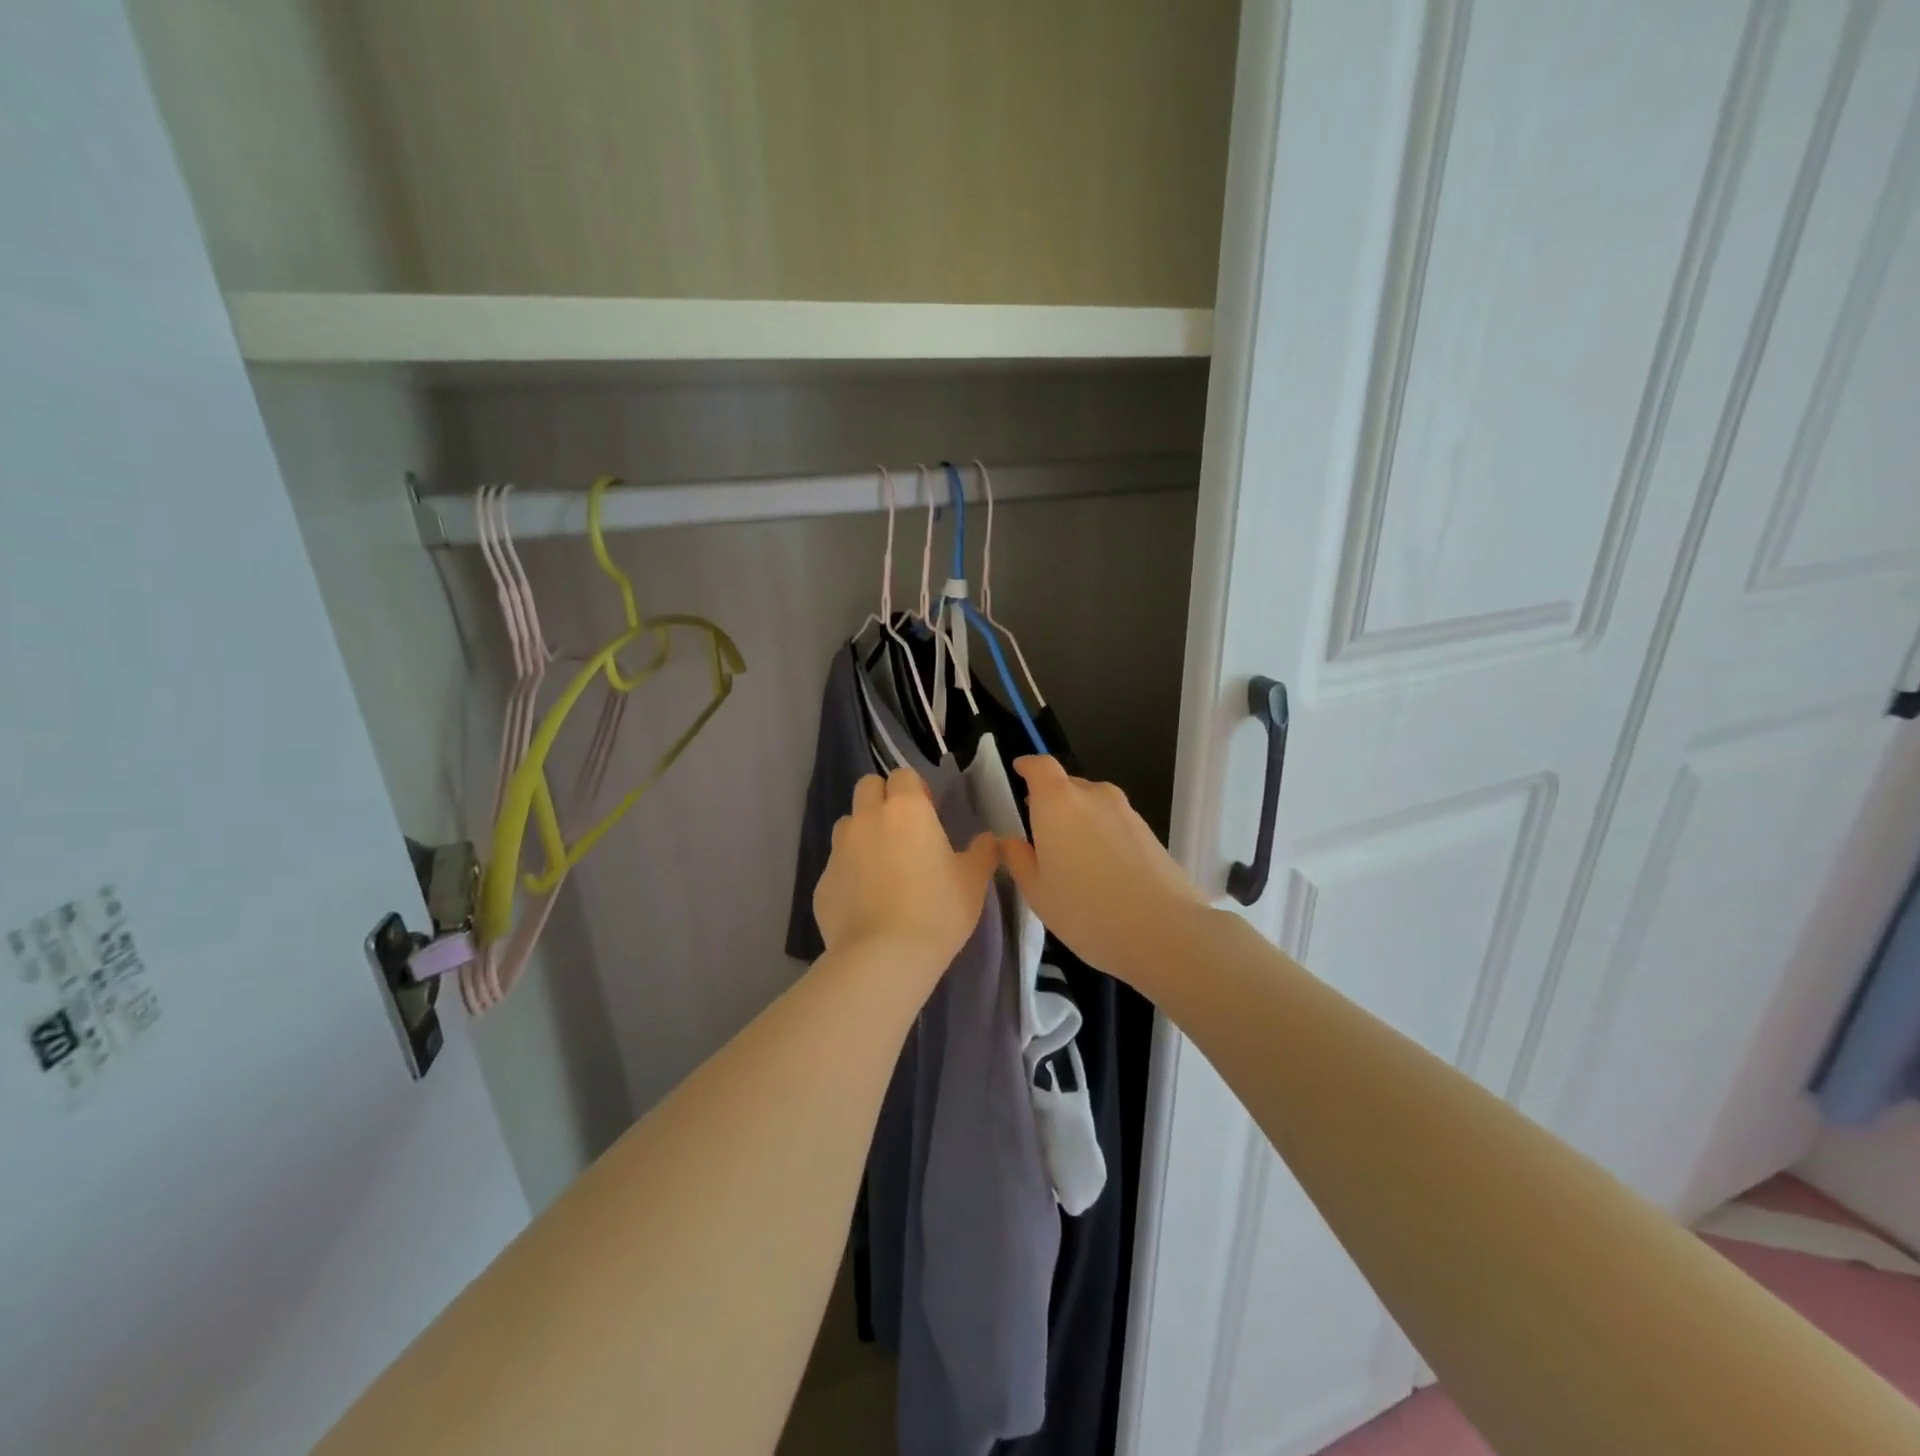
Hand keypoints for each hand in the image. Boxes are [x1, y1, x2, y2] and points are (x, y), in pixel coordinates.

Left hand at [814, 769, 996, 969]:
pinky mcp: (821, 882)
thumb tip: (989, 839)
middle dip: (882, 798)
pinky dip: (849, 873)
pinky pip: (836, 865)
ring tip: (881, 866)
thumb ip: (982, 852)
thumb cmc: (937, 911)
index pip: (903, 775)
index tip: (928, 813)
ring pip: (847, 824)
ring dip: (862, 833)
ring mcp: (839, 849)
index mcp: (906, 810)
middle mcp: (867, 819)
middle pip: (867, 786)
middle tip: (902, 831)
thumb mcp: (973, 881)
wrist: (884, 957)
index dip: (915, 790)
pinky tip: (865, 901)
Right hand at [998, 757, 1208, 985]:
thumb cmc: (1085, 910)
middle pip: (1067, 784)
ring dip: (1080, 819)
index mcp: (1057, 802)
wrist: (1163, 931)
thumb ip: (1019, 859)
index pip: (1040, 766)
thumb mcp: (1037, 892)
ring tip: (1073, 856)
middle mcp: (1093, 795)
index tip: (1019, 772)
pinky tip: (1103, 870)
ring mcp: (1126, 811)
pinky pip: (1115, 822)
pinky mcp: (1149, 832)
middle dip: (1052, 801)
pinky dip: (1103, 834)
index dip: (1028, 766)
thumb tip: (1010, 841)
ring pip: (1094, 804)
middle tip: (1041, 833)